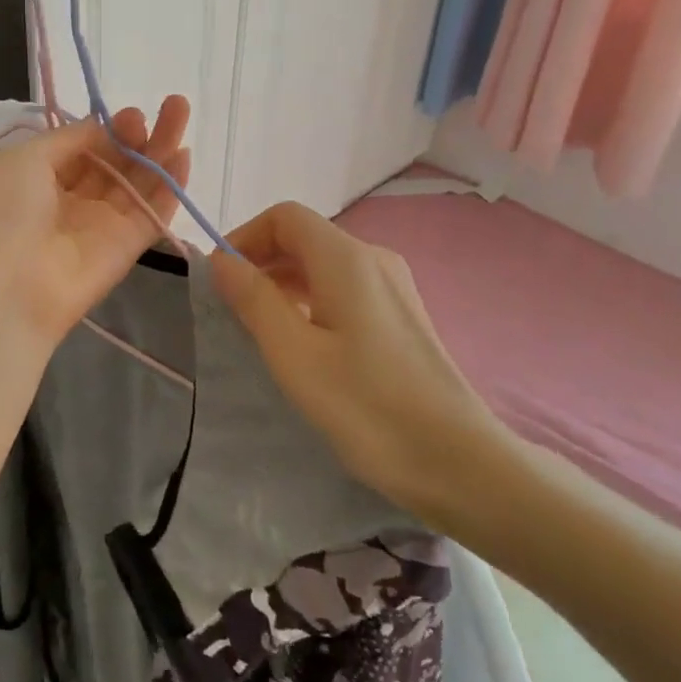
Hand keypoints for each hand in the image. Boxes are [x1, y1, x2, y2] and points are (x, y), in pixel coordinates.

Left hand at [0, 96, 191, 347]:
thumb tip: (103, 126)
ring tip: (181, 111)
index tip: (130, 114)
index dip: (108, 130)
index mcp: (40, 179)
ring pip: (138, 182)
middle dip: (140, 134)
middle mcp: (72, 200)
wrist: (6, 289)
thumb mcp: (25, 160)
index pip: (84, 148)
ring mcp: (102, 224)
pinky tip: (185, 156)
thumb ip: (70, 138)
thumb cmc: (4, 213)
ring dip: (161, 149)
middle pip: (115, 162)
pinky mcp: (127, 248)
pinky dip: (170, 187)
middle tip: (169, 105)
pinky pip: (152, 212)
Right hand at [211, 202, 520, 535]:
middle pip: (305, 237)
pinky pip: (345, 289)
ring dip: (285, 283)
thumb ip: (254, 300)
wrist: (459, 463)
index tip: (221, 278)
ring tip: (261, 328)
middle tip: (232, 308)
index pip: (285, 217)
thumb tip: (221, 260)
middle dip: (261, 261)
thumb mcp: (294, 354)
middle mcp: (373, 259)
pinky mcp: (403, 316)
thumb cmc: (367, 406)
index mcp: (346, 259)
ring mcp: (394, 287)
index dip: (245, 236)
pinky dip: (312, 300)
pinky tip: (304, 342)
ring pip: (324, 265)